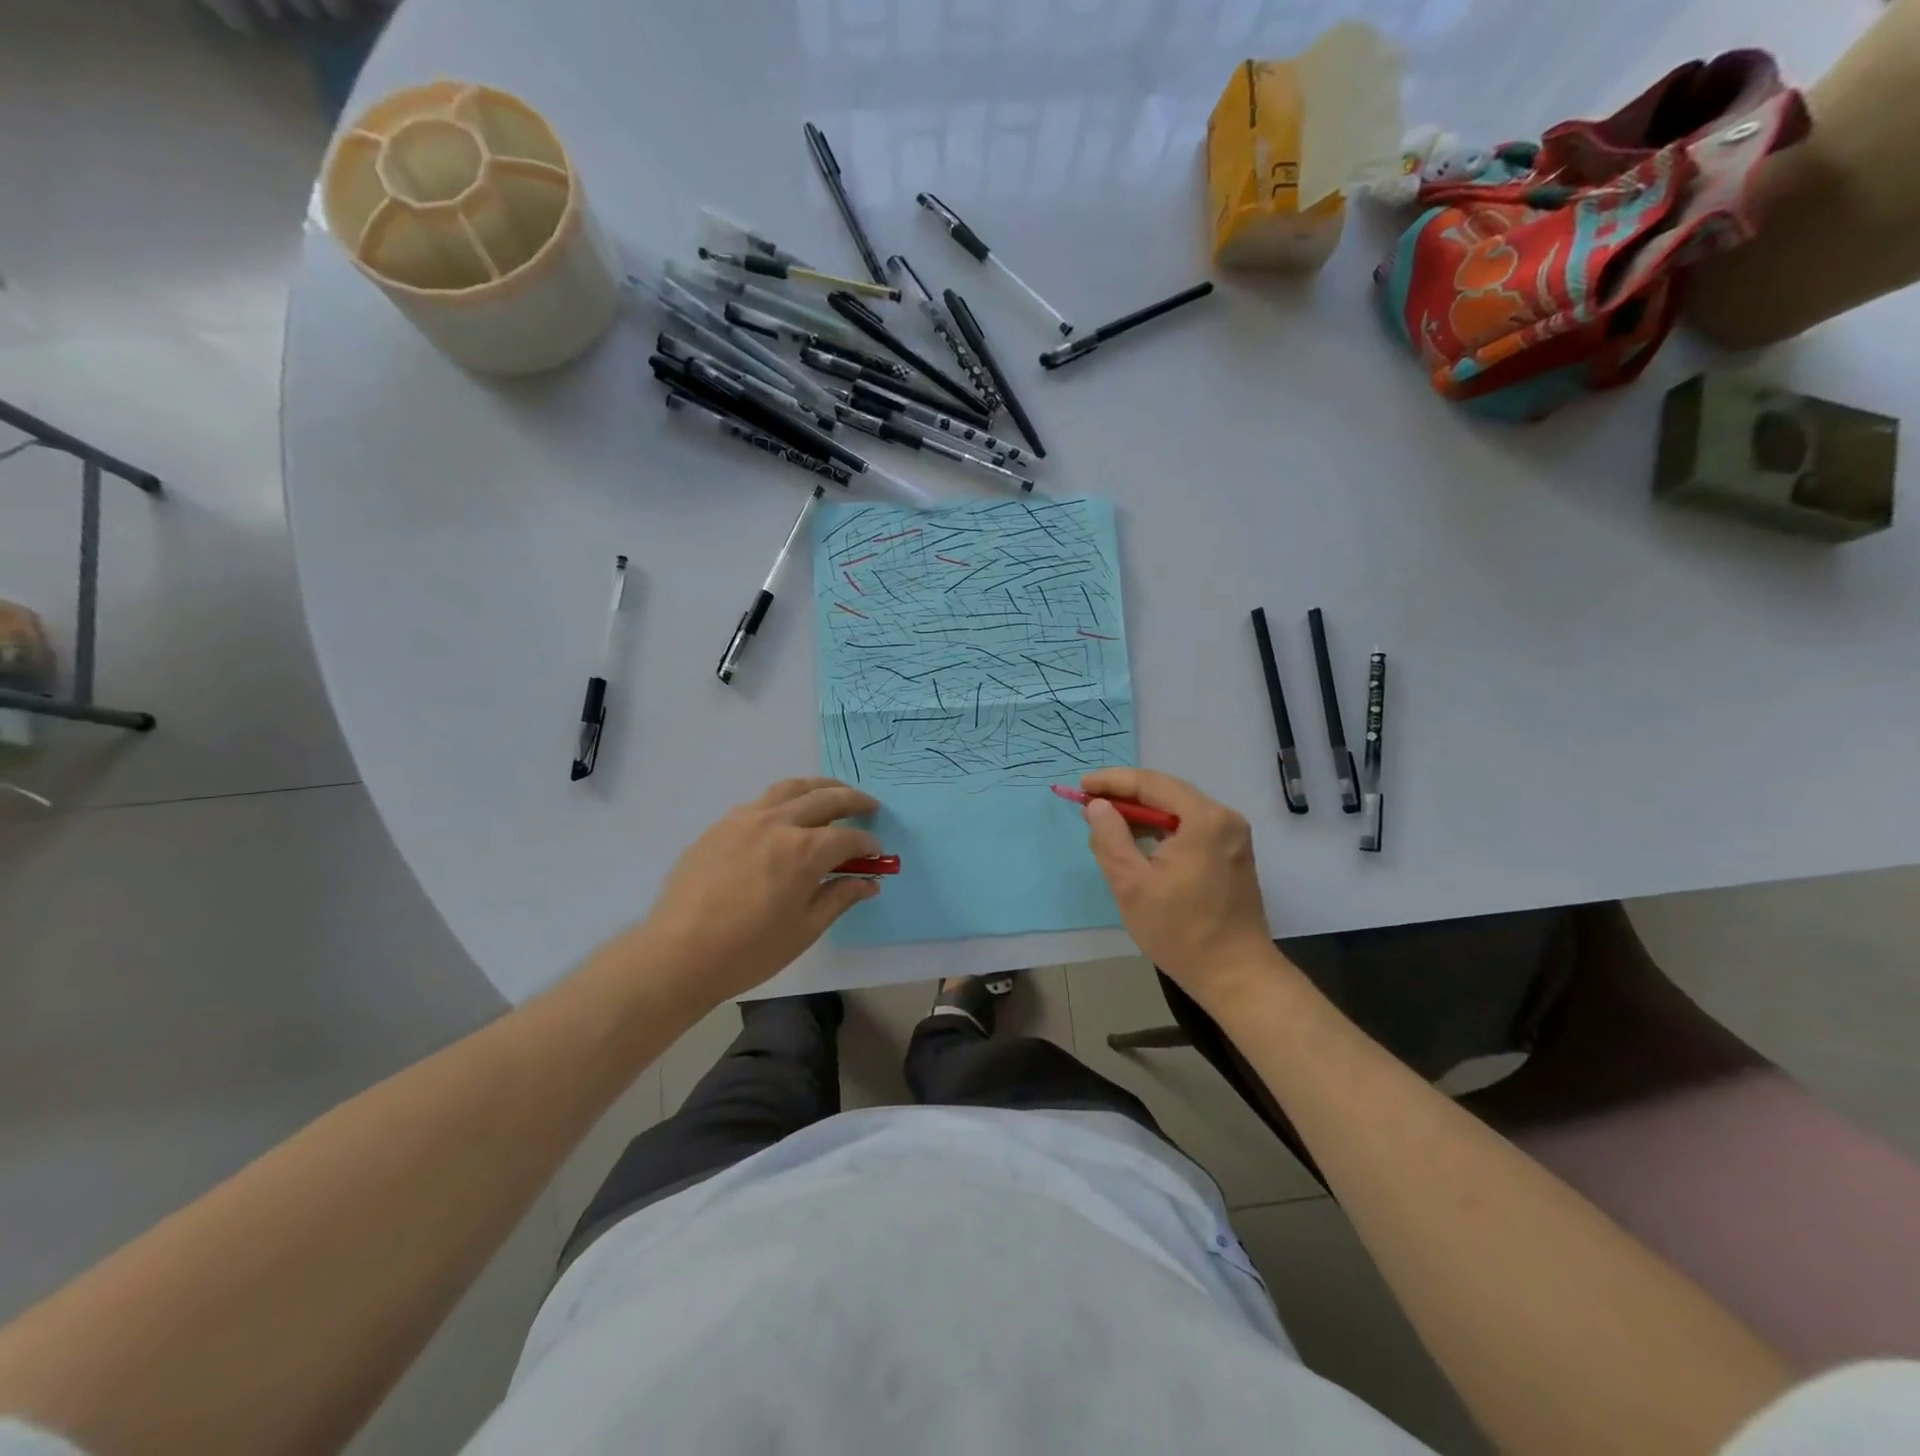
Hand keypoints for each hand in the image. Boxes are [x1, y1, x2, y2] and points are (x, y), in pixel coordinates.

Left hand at [627, 777, 882, 1006]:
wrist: (677, 954)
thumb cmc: (748, 951)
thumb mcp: (804, 929)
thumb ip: (839, 898)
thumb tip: (869, 882)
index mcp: (804, 851)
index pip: (848, 838)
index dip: (868, 845)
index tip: (876, 854)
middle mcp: (778, 823)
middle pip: (825, 798)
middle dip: (853, 800)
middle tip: (870, 806)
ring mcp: (745, 818)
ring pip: (791, 787)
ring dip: (819, 787)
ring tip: (833, 793)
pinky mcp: (721, 825)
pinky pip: (762, 800)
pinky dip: (785, 799)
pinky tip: (787, 814)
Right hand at [1079, 768, 1284, 1008]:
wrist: (1235, 975)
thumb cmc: (1180, 931)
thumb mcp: (1132, 884)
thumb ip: (1110, 838)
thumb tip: (1097, 806)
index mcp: (1204, 819)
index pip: (1151, 783)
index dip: (1112, 781)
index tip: (1081, 785)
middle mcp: (1224, 817)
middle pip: (1166, 792)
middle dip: (1125, 796)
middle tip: (1089, 804)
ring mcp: (1232, 835)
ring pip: (1178, 810)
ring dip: (1142, 813)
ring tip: (1106, 823)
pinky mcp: (1232, 853)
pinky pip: (1190, 827)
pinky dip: (1161, 829)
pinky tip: (1137, 841)